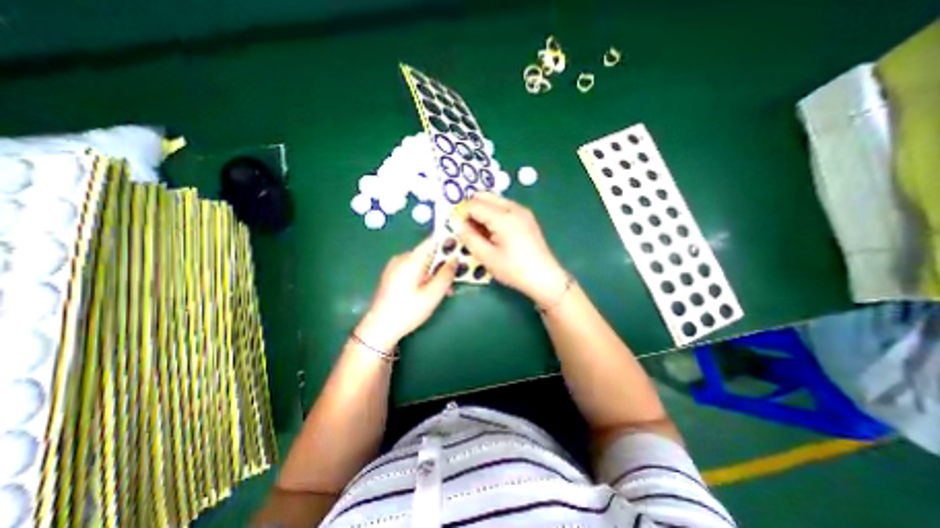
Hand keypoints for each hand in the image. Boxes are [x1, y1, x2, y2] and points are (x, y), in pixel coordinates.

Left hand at [357, 238, 459, 347]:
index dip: (448, 241)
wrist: (379, 328)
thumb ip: (446, 275)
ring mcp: (395, 266)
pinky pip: (413, 269)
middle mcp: (401, 258)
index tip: (461, 248)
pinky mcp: (392, 274)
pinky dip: (424, 276)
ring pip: (422, 263)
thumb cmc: (408, 311)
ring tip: (443, 291)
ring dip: (434, 273)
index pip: (432, 241)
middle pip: (428, 253)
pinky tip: (429, 291)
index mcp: (411, 260)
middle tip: (453, 279)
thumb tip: (455, 259)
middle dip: (443, 265)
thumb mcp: (432, 294)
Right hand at [453, 193, 564, 304]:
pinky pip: (504, 207)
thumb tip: (459, 226)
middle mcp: (513, 207)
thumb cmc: (515, 270)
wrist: (545, 277)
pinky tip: (494, 232)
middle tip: (468, 228)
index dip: (462, 214)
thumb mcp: (487, 257)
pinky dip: (494, 214)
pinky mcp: (527, 217)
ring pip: (494, 200)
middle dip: (472, 209)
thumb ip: (470, 239)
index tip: (458, 228)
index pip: (474, 204)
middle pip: (484, 196)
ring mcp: (522, 211)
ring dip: (483, 211)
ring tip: (481, 233)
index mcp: (503, 217)